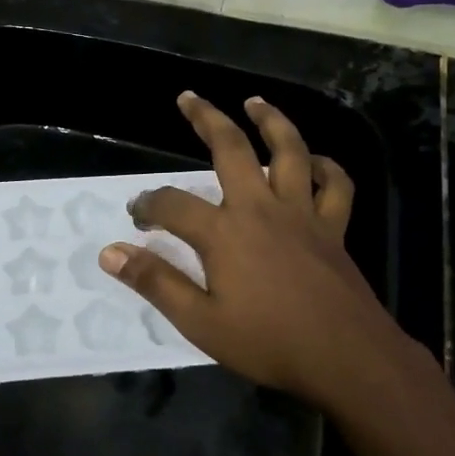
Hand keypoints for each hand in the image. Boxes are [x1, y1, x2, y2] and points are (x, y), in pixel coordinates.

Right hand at [99, 93, 406, 411]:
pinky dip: (326, 167)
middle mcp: (261, 208)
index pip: (172, 205)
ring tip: (255, 101)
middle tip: (189, 98)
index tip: (136, 215)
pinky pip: (335, 186)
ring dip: (271, 121)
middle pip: (231, 149)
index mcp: (224, 232)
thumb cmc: (268, 341)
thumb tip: (109, 253)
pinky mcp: (333, 228)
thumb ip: (155, 282)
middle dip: (206, 118)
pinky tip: (315, 160)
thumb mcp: (200, 322)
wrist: (345, 357)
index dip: (148, 205)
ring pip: (289, 151)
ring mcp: (302, 213)